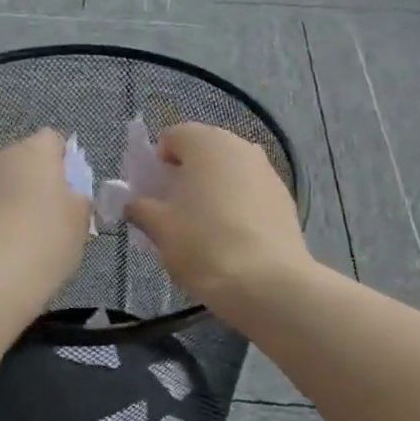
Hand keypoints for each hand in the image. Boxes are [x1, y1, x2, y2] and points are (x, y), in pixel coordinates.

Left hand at [0, 129, 89, 308]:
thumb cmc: (45, 242)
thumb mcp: (81, 221)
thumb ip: (79, 199)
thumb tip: (70, 196)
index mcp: (34, 151)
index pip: (53, 140)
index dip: (66, 163)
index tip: (73, 194)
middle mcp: (1, 157)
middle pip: (26, 161)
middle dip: (40, 182)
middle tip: (56, 218)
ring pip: (5, 184)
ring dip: (17, 202)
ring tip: (29, 239)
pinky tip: (6, 251)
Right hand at [124, 123, 311, 308]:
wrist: (269, 284)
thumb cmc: (205, 245)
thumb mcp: (160, 228)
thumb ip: (141, 208)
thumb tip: (134, 203)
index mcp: (206, 143)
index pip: (172, 137)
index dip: (156, 163)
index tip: (153, 194)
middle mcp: (240, 146)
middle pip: (203, 152)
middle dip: (186, 175)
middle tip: (175, 211)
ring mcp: (267, 170)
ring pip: (229, 172)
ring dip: (213, 189)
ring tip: (204, 227)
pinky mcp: (285, 197)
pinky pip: (250, 192)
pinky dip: (237, 205)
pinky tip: (233, 238)